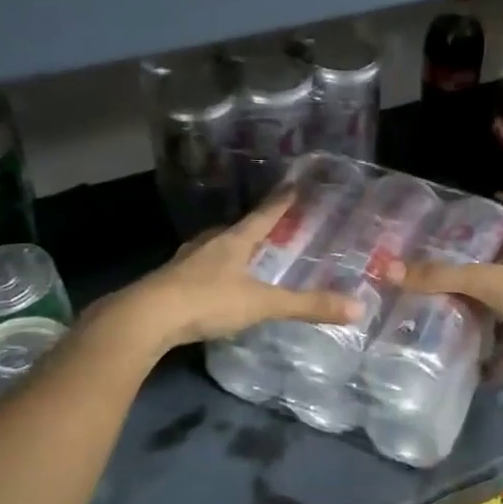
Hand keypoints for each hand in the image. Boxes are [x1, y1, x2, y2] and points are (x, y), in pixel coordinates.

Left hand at [91, 192, 361, 355]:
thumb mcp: (261, 304)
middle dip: (255, 227)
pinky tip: (216, 284)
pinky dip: (213, 271)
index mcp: (233, 240)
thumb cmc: (207, 301)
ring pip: (215, 247)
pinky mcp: (170, 282)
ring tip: (245, 253)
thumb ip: (306, 306)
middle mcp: (209, 243)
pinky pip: (199, 269)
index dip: (281, 202)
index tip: (294, 185)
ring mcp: (186, 261)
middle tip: (273, 227)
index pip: (264, 215)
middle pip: (237, 229)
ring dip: (231, 248)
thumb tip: (357, 308)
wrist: (145, 318)